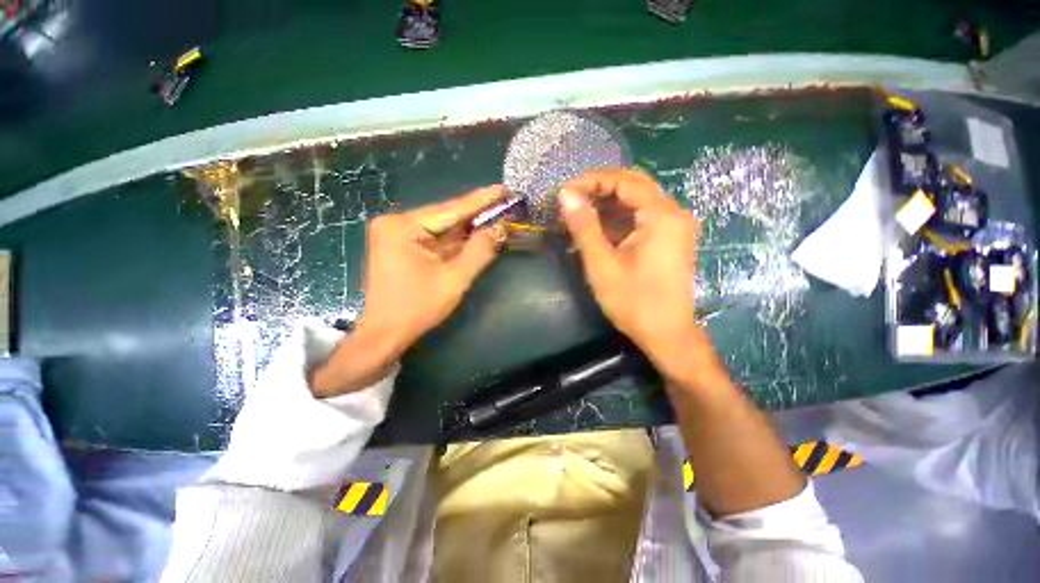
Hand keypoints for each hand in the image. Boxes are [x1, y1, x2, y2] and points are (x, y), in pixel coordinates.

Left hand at [311, 186, 506, 396]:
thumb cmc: (417, 308)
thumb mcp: (454, 279)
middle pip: (446, 217)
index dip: (481, 200)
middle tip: (504, 204)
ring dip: (468, 227)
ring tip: (496, 216)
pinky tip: (477, 233)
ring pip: (442, 229)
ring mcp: (397, 235)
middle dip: (476, 215)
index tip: (503, 189)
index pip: (450, 209)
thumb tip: (500, 228)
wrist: (385, 334)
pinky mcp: (401, 247)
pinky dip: (456, 240)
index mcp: (403, 227)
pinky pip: (435, 239)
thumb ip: (479, 251)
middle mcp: (396, 224)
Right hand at [559, 169, 703, 381]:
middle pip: (634, 184)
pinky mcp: (672, 237)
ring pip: (639, 199)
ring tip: (580, 211)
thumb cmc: (633, 301)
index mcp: (661, 215)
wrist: (667, 334)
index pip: (624, 181)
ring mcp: (676, 225)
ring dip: (609, 201)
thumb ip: (584, 227)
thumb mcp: (602, 264)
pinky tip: (600, 226)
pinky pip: (644, 215)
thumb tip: (565, 195)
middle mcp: (674, 212)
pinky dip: (620, 216)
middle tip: (572, 198)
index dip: (592, 181)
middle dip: (600, 187)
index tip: (565, 192)